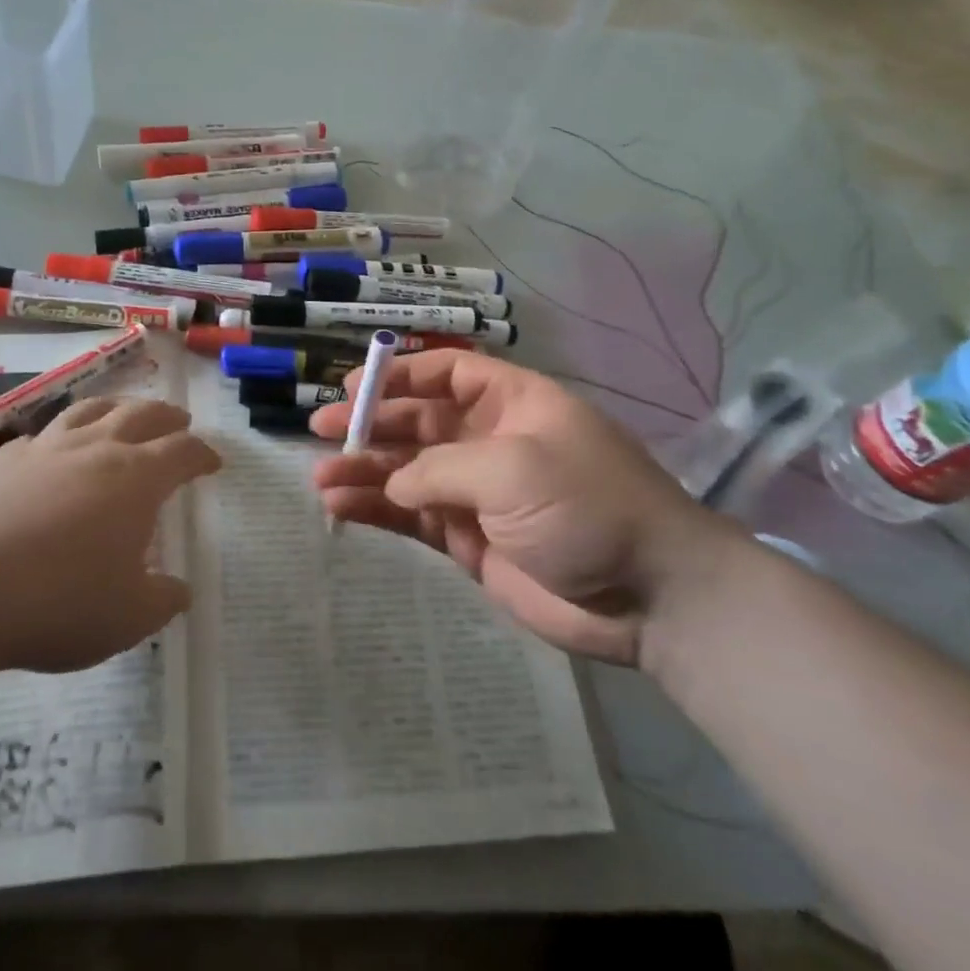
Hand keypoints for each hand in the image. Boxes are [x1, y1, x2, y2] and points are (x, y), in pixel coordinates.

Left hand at [0, 397, 219, 672]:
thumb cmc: (60, 600)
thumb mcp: (128, 618)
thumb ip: (161, 601)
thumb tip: (178, 591)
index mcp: (137, 478)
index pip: (183, 451)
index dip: (203, 454)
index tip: (213, 462)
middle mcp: (95, 448)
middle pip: (141, 414)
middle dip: (166, 415)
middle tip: (179, 420)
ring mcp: (44, 449)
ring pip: (88, 410)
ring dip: (115, 407)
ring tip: (122, 413)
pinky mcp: (0, 462)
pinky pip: (37, 437)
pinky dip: (55, 437)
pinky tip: (49, 450)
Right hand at [310, 350, 737, 664]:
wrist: (649, 597)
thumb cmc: (586, 505)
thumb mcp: (511, 467)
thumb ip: (439, 468)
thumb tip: (394, 483)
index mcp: (512, 403)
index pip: (447, 373)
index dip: (400, 374)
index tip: (353, 386)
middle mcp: (490, 441)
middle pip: (418, 421)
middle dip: (369, 424)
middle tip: (320, 430)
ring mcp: (478, 493)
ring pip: (408, 472)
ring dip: (364, 471)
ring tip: (321, 479)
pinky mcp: (469, 540)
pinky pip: (413, 517)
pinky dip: (378, 511)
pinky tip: (341, 509)